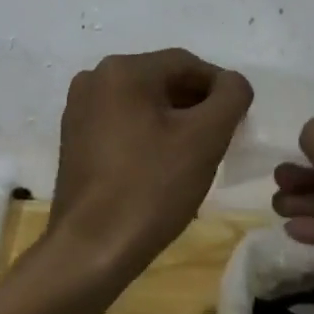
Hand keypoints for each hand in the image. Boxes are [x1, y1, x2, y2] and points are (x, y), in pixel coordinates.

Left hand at [51, 49, 253, 278]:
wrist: (90, 249)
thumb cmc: (151, 188)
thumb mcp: (205, 139)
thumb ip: (230, 98)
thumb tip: (233, 83)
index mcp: (123, 69)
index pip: (186, 64)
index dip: (219, 88)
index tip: (238, 121)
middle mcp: (95, 78)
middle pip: (162, 81)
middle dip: (196, 106)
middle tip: (220, 141)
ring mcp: (79, 108)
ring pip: (143, 103)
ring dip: (173, 122)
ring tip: (194, 158)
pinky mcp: (74, 138)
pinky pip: (122, 122)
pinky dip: (147, 135)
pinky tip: (162, 168)